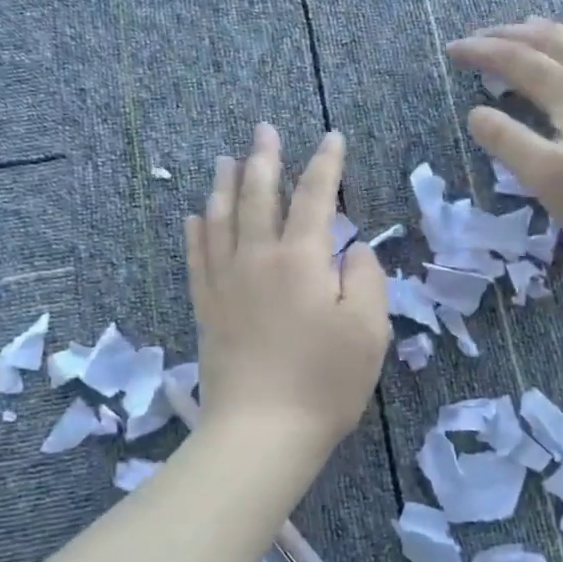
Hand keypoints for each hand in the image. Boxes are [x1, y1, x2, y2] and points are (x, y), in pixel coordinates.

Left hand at [186, 124, 390, 456]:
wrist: (261, 432)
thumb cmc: (325, 382)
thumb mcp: (369, 330)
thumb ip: (366, 279)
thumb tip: (352, 251)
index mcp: (302, 259)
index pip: (316, 197)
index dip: (326, 164)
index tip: (332, 137)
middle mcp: (258, 258)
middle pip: (259, 196)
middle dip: (265, 159)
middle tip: (264, 129)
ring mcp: (226, 283)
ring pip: (221, 219)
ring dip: (225, 185)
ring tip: (226, 160)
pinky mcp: (207, 308)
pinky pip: (196, 258)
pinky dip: (196, 232)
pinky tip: (193, 217)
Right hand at [447, 19, 562, 266]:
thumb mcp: (544, 175)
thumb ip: (506, 141)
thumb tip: (476, 113)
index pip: (516, 59)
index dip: (481, 51)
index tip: (452, 50)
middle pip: (549, 41)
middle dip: (509, 35)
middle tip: (480, 38)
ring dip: (543, 37)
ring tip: (523, 34)